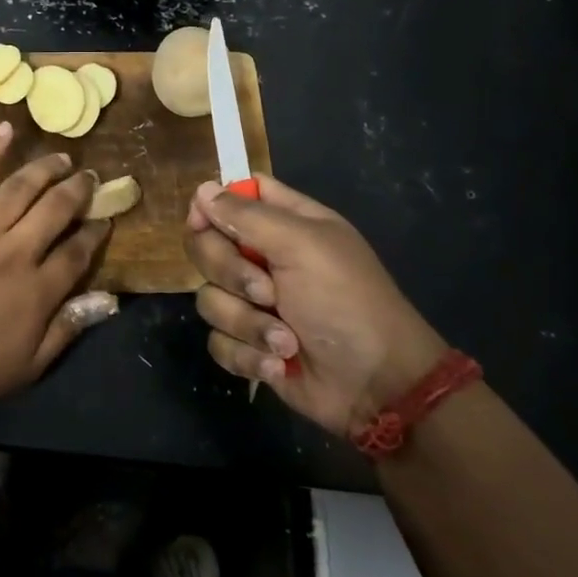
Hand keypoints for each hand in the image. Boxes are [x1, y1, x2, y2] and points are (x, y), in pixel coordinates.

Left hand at [0, 122, 114, 420]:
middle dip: (79, 190)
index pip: (78, 251)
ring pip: (19, 188)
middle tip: (91, 177)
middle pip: (55, 209)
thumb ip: (68, 328)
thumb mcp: (27, 366)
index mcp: (36, 291)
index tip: (106, 218)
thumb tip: (110, 299)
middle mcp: (13, 252)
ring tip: (62, 156)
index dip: (96, 232)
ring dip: (45, 168)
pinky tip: (5, 131)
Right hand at [184, 175, 447, 435]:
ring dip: (245, 323)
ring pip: (209, 297)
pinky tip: (277, 365)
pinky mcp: (248, 344)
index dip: (211, 206)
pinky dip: (246, 354)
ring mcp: (254, 304)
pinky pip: (217, 340)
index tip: (202, 223)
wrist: (376, 385)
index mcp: (285, 224)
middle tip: (266, 292)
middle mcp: (265, 258)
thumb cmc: (346, 302)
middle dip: (229, 274)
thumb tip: (201, 190)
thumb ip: (247, 215)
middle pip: (208, 246)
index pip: (233, 197)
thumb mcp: (302, 246)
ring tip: (284, 341)